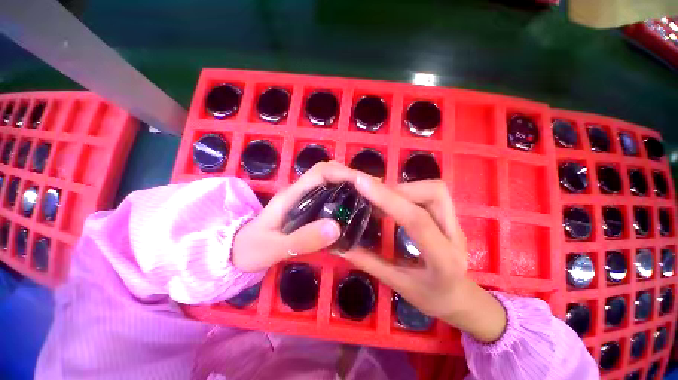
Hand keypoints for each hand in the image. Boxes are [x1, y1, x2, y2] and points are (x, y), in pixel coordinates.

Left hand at [232, 162, 358, 272]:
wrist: (238, 251)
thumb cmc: (251, 248)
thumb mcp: (274, 247)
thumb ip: (302, 240)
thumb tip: (336, 228)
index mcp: (293, 194)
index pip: (321, 172)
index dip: (343, 173)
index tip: (363, 183)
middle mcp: (301, 192)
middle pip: (329, 174)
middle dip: (351, 178)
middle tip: (372, 192)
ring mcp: (305, 200)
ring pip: (331, 184)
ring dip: (350, 188)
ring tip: (369, 200)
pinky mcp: (308, 209)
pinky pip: (329, 198)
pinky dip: (344, 199)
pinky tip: (353, 211)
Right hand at [344, 176, 506, 342]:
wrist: (460, 297)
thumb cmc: (431, 297)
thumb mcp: (398, 284)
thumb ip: (368, 262)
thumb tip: (338, 246)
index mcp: (444, 259)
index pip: (416, 219)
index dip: (387, 198)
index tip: (360, 182)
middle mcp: (455, 234)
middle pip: (431, 193)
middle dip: (396, 189)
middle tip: (370, 195)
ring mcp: (454, 221)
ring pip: (431, 188)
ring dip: (401, 188)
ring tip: (379, 198)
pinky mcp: (448, 214)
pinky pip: (427, 192)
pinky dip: (405, 191)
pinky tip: (390, 201)